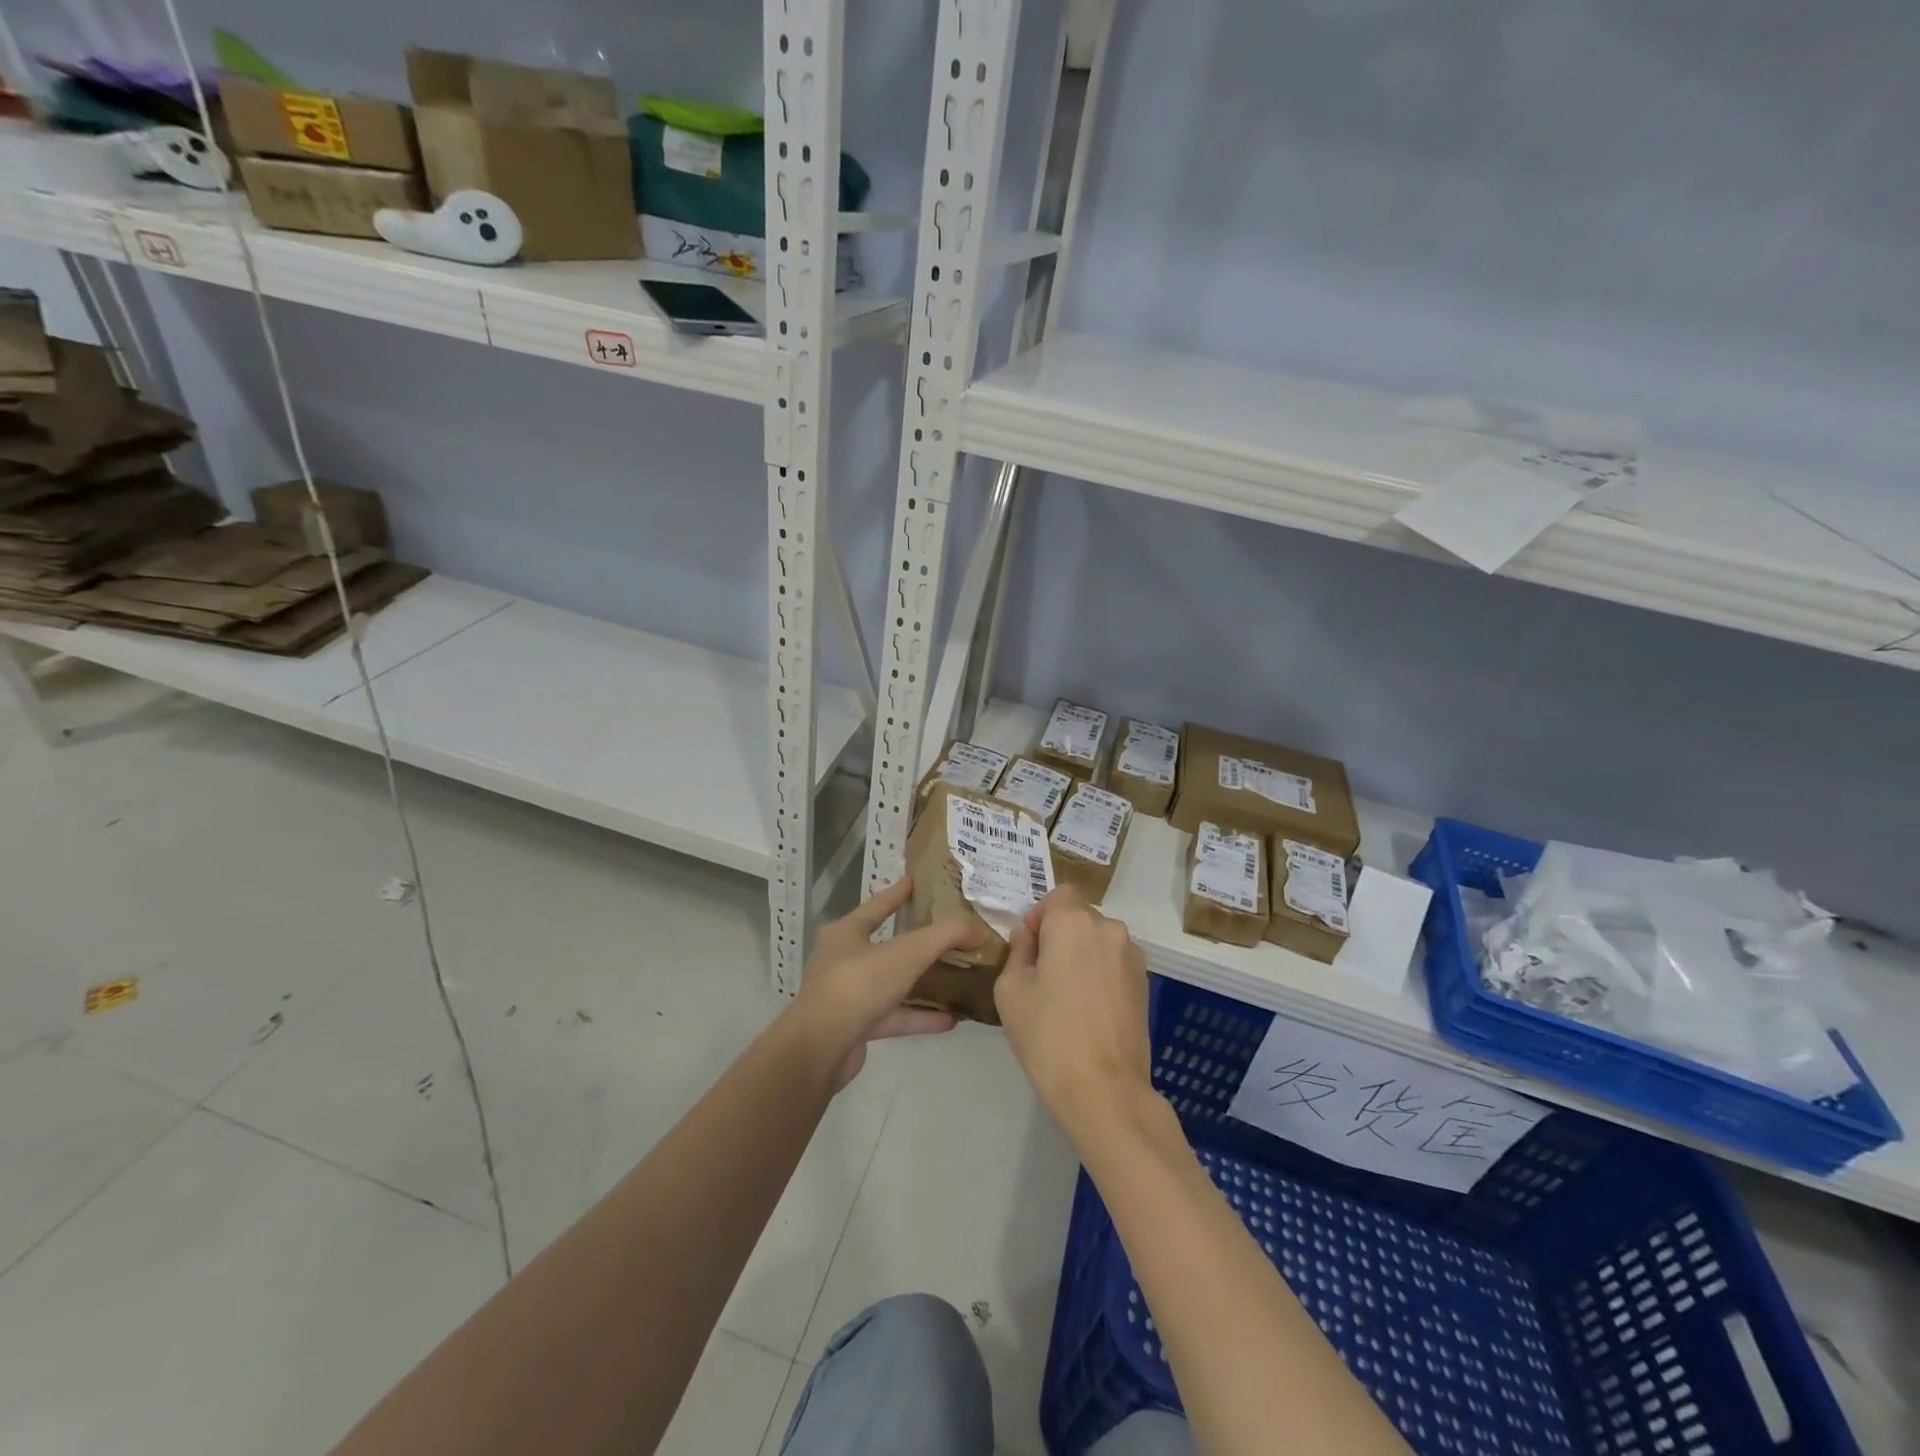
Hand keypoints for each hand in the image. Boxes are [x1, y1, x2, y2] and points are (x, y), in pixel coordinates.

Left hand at [788, 877, 984, 1089]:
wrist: (819, 1050)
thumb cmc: (858, 986)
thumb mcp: (907, 953)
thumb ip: (944, 936)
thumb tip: (978, 929)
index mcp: (846, 933)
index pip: (877, 905)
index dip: (898, 892)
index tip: (917, 880)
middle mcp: (843, 960)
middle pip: (885, 944)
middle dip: (915, 940)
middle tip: (947, 932)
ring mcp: (848, 995)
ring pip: (892, 982)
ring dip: (922, 982)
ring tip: (956, 978)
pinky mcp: (856, 1027)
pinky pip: (894, 1016)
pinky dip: (919, 1017)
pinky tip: (949, 1020)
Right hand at [995, 887, 1154, 1143]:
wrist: (1103, 1089)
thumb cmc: (1048, 1035)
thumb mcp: (1010, 990)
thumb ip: (1018, 952)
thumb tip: (1031, 939)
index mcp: (1074, 922)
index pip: (1057, 895)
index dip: (1039, 917)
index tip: (1028, 950)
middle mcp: (1109, 929)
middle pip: (1079, 917)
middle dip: (1059, 935)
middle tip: (1042, 975)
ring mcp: (1133, 957)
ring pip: (1098, 941)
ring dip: (1082, 954)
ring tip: (1067, 997)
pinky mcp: (1145, 984)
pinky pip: (1114, 963)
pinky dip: (1100, 974)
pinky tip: (1088, 1010)